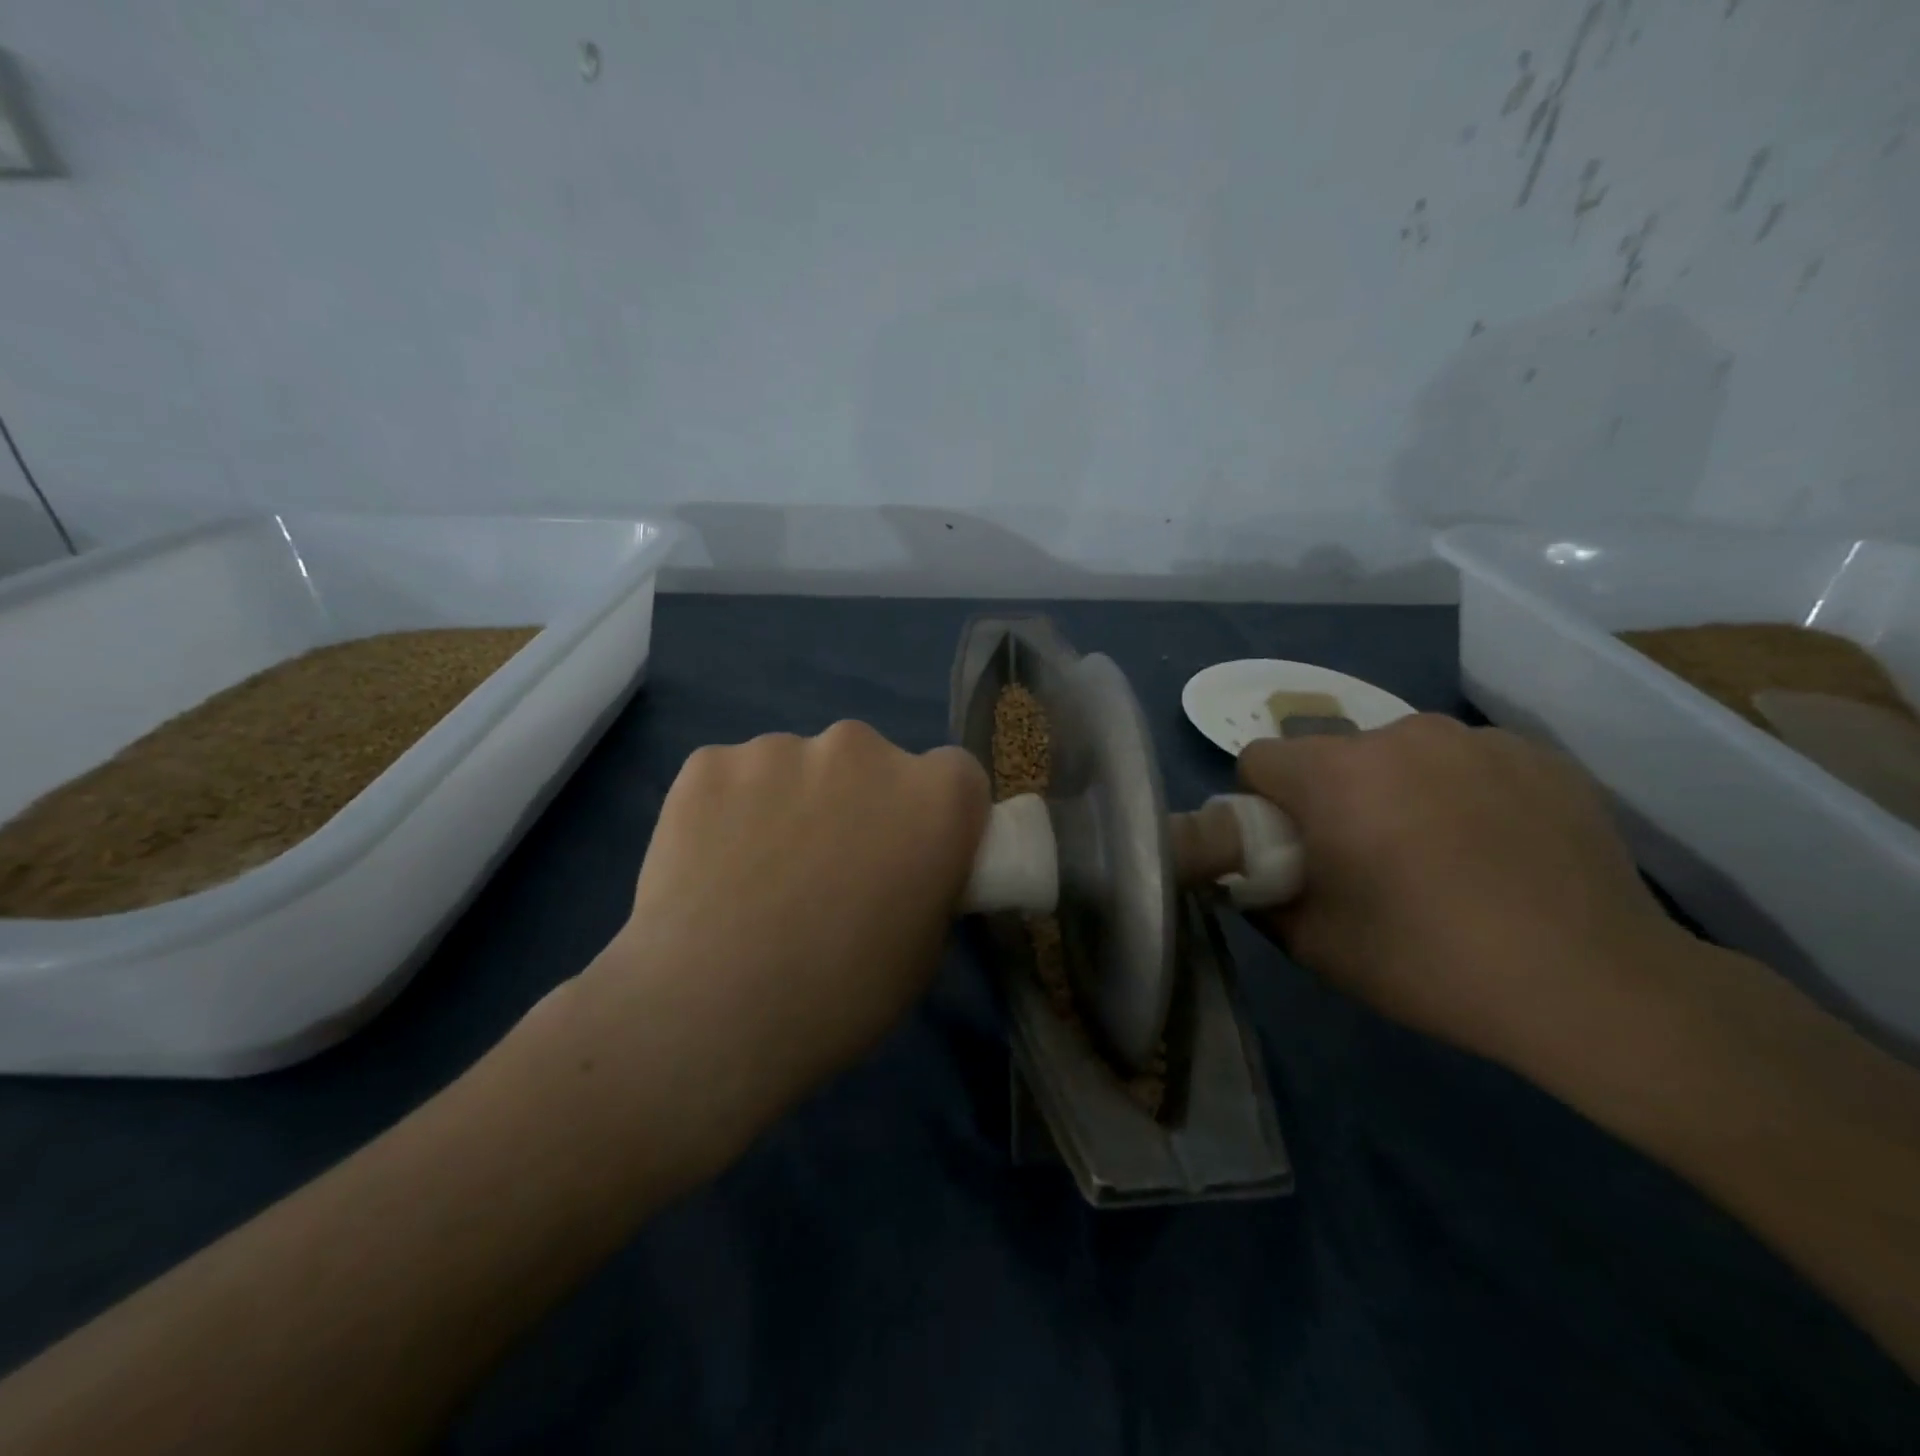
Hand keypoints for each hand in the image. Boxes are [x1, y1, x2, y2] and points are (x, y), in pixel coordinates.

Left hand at [553, 721, 989, 1180]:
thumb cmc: (837, 996)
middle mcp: (863, 749)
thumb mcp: (922, 951)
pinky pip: (734, 777)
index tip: (910, 852)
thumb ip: (927, 883)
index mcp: (933, 796)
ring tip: (756, 877)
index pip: (956, 776)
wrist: (707, 1015)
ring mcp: (780, 749)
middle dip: (858, 801)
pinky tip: (709, 867)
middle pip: (871, 763)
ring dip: (790, 802)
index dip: (934, 813)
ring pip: (797, 767)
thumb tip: (901, 866)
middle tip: (827, 869)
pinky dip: (728, 808)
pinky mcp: (709, 762)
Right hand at [1237, 714, 1687, 1070]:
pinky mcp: (1539, 755)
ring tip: (1441, 856)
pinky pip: (1468, 763)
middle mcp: (1400, 734)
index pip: (1259, 760)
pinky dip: (1463, 793)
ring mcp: (1476, 739)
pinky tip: (1498, 850)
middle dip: (1331, 798)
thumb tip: (1249, 873)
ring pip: (1401, 754)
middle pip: (1332, 756)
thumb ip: (1260, 896)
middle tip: (1366, 861)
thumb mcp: (1313, 943)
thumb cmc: (1429, 961)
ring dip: (1397, 790)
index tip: (1292, 849)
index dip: (1261, 805)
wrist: (1595, 986)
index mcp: (1336, 773)